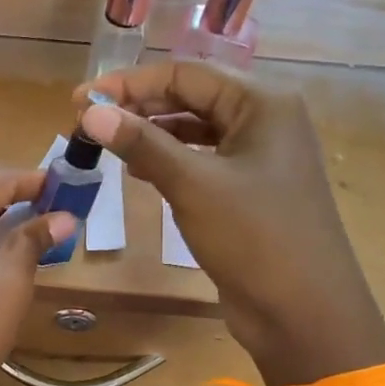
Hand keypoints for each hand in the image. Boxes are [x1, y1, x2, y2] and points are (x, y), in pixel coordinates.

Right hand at [76, 63, 384, 385]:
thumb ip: (142, 144)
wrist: (303, 311)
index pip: (185, 74)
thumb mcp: (193, 185)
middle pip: (191, 97)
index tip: (81, 101)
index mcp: (263, 103)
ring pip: (195, 130)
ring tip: (107, 144)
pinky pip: (202, 160)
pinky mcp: (249, 189)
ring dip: (151, 133)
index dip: (129, 84)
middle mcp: (264, 120)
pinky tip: (139, 170)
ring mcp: (259, 157)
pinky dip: (169, 160)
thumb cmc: (254, 237)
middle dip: (138, 106)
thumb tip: (90, 113)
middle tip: (87, 122)